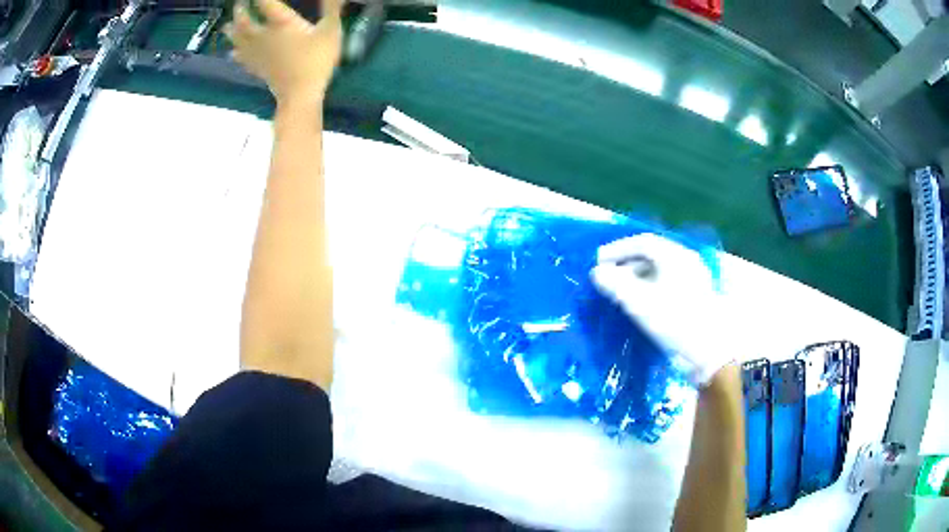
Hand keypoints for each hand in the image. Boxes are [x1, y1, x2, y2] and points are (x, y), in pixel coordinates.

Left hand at [226, 0, 342, 105]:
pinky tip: (232, 53)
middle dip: (240, 11)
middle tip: (238, 5)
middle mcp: (264, 35)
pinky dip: (235, 54)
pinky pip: (242, 59)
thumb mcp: (331, 30)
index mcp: (281, 23)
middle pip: (245, 22)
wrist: (300, 94)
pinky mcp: (257, 68)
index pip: (265, 3)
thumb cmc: (316, 60)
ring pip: (238, 40)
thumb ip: (331, 8)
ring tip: (226, 26)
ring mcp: (258, 54)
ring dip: (231, 32)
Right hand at [590, 234, 733, 387]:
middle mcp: (686, 262)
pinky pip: (666, 282)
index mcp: (676, 256)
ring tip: (620, 291)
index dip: (617, 249)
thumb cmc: (674, 321)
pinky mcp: (694, 296)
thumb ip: (615, 284)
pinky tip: (639, 301)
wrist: (708, 352)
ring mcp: (693, 279)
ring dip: (637, 276)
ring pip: (659, 269)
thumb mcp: (640, 302)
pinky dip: (649, 286)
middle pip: (652, 254)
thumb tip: (597, 272)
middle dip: (626, 263)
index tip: (598, 261)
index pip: (643, 243)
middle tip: (607, 276)